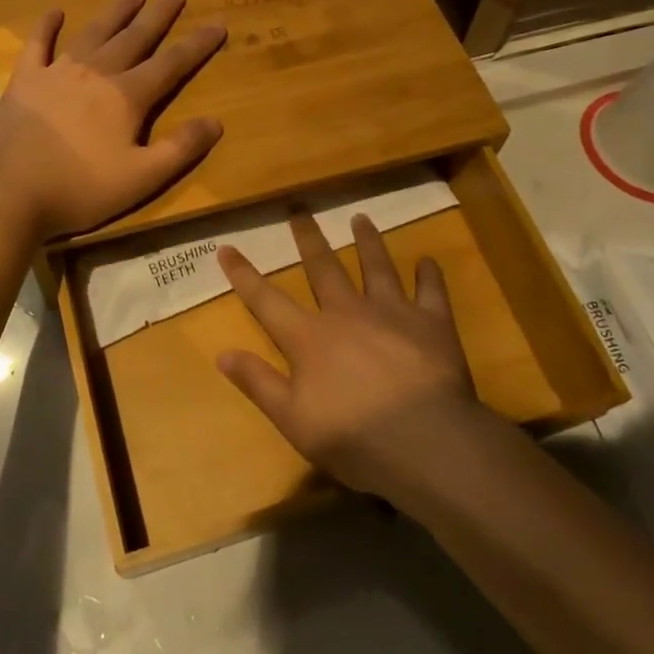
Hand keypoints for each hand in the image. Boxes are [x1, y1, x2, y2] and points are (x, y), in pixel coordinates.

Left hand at [0, 0, 225, 239]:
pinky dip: (47, 26)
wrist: (9, 194)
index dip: (197, 44)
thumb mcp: (141, 179)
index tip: (218, 23)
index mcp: (126, 97)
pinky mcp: (25, 80)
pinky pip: (38, 44)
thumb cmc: (80, 189)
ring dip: (115, 12)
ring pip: (94, 33)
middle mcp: (96, 74)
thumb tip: (216, 121)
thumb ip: (180, 149)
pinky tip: (55, 11)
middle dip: (158, 15)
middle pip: (134, 38)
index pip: (171, 64)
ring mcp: (57, 72)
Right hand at [216, 213, 484, 503]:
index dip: (244, 274)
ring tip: (361, 218)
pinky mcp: (432, 323)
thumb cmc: (354, 437)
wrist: (427, 442)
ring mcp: (392, 312)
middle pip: (323, 268)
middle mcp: (347, 313)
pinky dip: (429, 274)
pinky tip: (427, 261)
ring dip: (367, 241)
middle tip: (301, 211)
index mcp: (310, 337)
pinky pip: (431, 290)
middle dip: (309, 239)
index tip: (227, 247)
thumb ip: (258, 383)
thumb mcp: (293, 420)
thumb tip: (221, 354)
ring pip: (376, 267)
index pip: (267, 300)